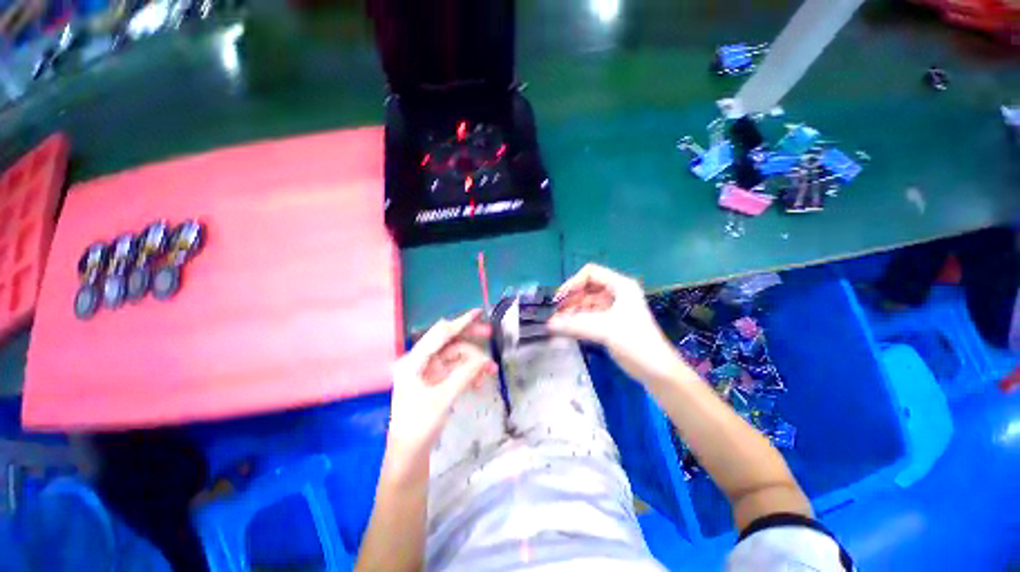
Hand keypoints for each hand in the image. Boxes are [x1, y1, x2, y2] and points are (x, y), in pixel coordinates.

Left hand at [387, 310, 496, 460]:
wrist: (408, 456)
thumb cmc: (419, 426)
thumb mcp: (443, 398)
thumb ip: (464, 374)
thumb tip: (485, 359)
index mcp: (414, 361)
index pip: (440, 334)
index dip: (460, 322)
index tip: (478, 313)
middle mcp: (420, 362)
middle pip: (449, 343)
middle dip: (470, 341)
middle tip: (490, 335)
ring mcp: (429, 372)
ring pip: (456, 358)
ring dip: (473, 362)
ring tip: (490, 371)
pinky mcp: (436, 382)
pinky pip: (456, 370)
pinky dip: (468, 373)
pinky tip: (480, 382)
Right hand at [548, 264, 687, 386]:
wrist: (656, 370)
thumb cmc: (636, 342)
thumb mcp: (605, 329)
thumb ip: (575, 325)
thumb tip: (549, 324)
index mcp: (620, 286)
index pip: (591, 273)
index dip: (573, 283)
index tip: (559, 299)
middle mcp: (616, 293)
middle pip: (586, 288)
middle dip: (570, 299)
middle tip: (555, 313)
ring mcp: (613, 308)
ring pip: (586, 303)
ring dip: (572, 311)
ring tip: (557, 323)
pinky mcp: (610, 322)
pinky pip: (589, 316)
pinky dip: (577, 320)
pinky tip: (566, 328)